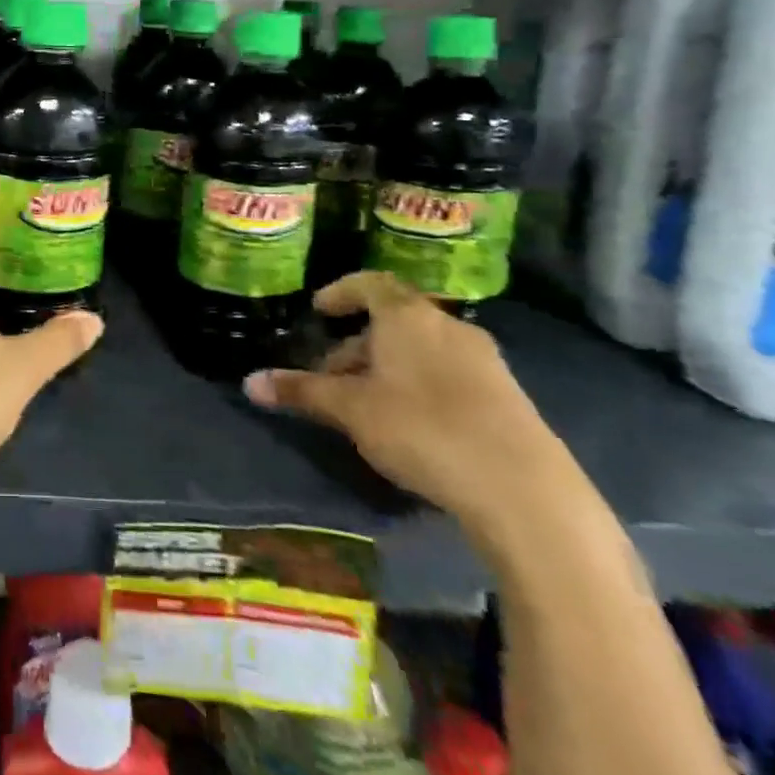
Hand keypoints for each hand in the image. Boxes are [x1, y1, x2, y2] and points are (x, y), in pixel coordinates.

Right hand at [243, 271, 576, 532]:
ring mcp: (484, 360)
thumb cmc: (423, 429)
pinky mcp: (507, 395)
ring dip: (388, 366)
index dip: (340, 292)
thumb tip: (249, 382)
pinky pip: (448, 372)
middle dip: (358, 343)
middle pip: (393, 320)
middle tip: (332, 376)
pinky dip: (420, 383)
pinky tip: (411, 424)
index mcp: (408, 316)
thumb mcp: (351, 410)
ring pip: (421, 349)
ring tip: (367, 404)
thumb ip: (301, 391)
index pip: (369, 283)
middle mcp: (448, 326)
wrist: (525, 491)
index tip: (319, 311)